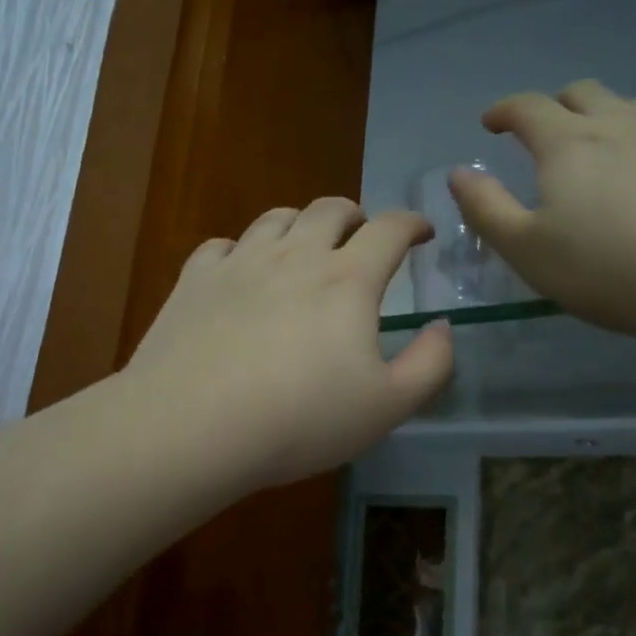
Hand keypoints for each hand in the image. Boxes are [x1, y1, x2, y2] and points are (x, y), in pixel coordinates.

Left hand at [124, 198, 454, 489]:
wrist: (193, 426)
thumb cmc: (300, 420)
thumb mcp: (387, 406)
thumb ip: (429, 364)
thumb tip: (442, 327)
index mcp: (347, 280)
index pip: (389, 229)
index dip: (412, 223)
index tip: (421, 232)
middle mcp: (294, 255)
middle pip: (330, 209)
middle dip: (355, 216)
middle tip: (361, 237)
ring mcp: (239, 262)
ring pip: (276, 218)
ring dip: (300, 224)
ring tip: (304, 246)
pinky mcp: (195, 279)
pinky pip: (222, 245)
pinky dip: (241, 249)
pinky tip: (240, 270)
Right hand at [448, 80, 635, 340]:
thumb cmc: (609, 270)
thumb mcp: (527, 250)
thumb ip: (486, 208)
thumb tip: (459, 173)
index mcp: (568, 143)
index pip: (527, 107)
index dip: (504, 110)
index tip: (490, 123)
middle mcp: (620, 125)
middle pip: (582, 93)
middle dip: (554, 106)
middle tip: (541, 133)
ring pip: (628, 109)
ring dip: (601, 119)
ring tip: (594, 153)